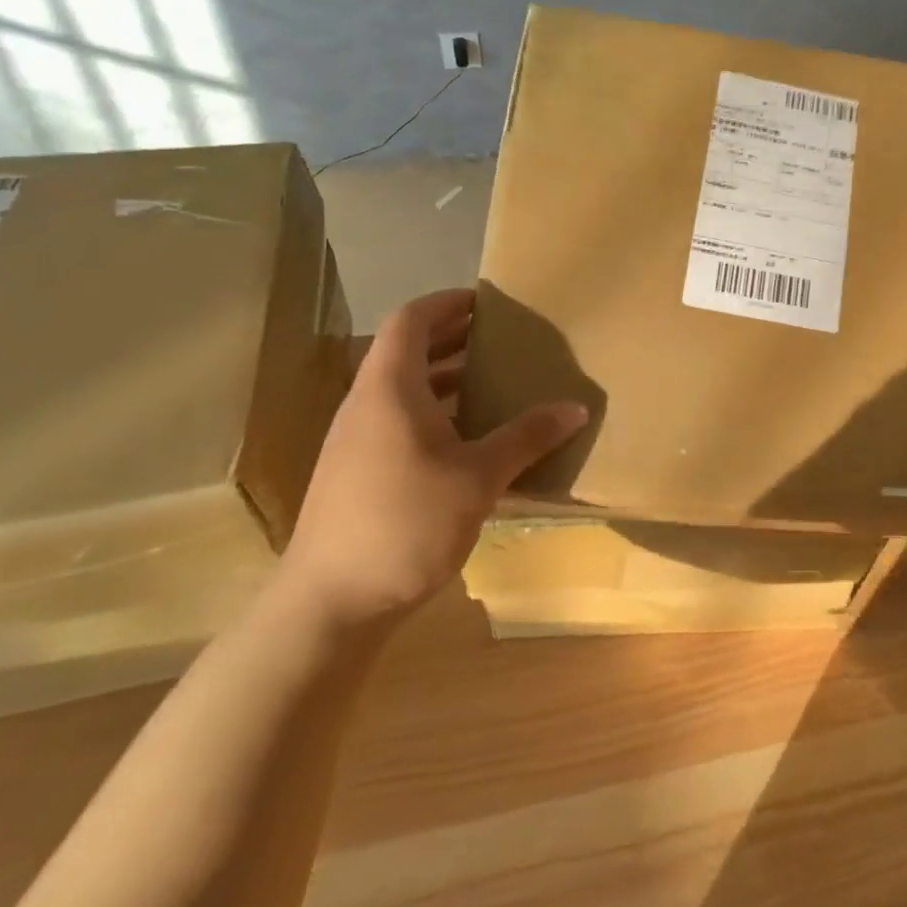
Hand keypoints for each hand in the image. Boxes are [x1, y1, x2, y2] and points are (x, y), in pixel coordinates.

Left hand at [279, 289, 588, 627]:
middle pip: (407, 352)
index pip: (411, 320)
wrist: (330, 604)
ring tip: (496, 384)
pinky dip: (437, 415)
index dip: (448, 303)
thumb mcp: (479, 477)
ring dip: (447, 380)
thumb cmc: (406, 522)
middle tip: (504, 340)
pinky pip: (400, 423)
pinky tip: (472, 442)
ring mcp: (357, 442)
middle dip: (455, 339)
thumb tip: (576, 408)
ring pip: (404, 391)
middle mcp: (367, 405)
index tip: (488, 301)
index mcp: (389, 388)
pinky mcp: (358, 474)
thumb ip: (527, 436)